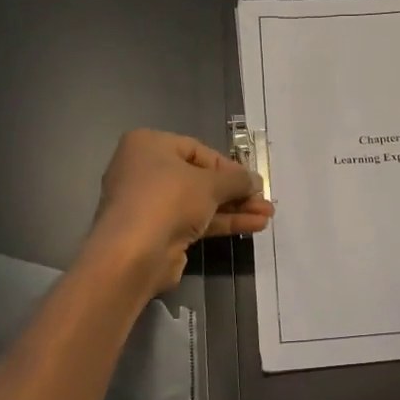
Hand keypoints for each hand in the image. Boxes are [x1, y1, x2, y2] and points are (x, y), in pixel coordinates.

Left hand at [88, 129, 272, 293]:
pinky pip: (193, 221)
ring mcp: (149, 204)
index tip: (253, 181)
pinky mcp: (156, 232)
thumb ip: (237, 180)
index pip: (197, 151)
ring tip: (266, 216)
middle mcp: (144, 171)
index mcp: (148, 145)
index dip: (229, 167)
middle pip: (199, 178)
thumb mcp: (210, 184)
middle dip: (235, 191)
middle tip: (264, 201)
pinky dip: (220, 222)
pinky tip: (252, 227)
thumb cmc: (168, 200)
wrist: (133, 254)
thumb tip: (256, 181)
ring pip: (199, 202)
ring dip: (233, 209)